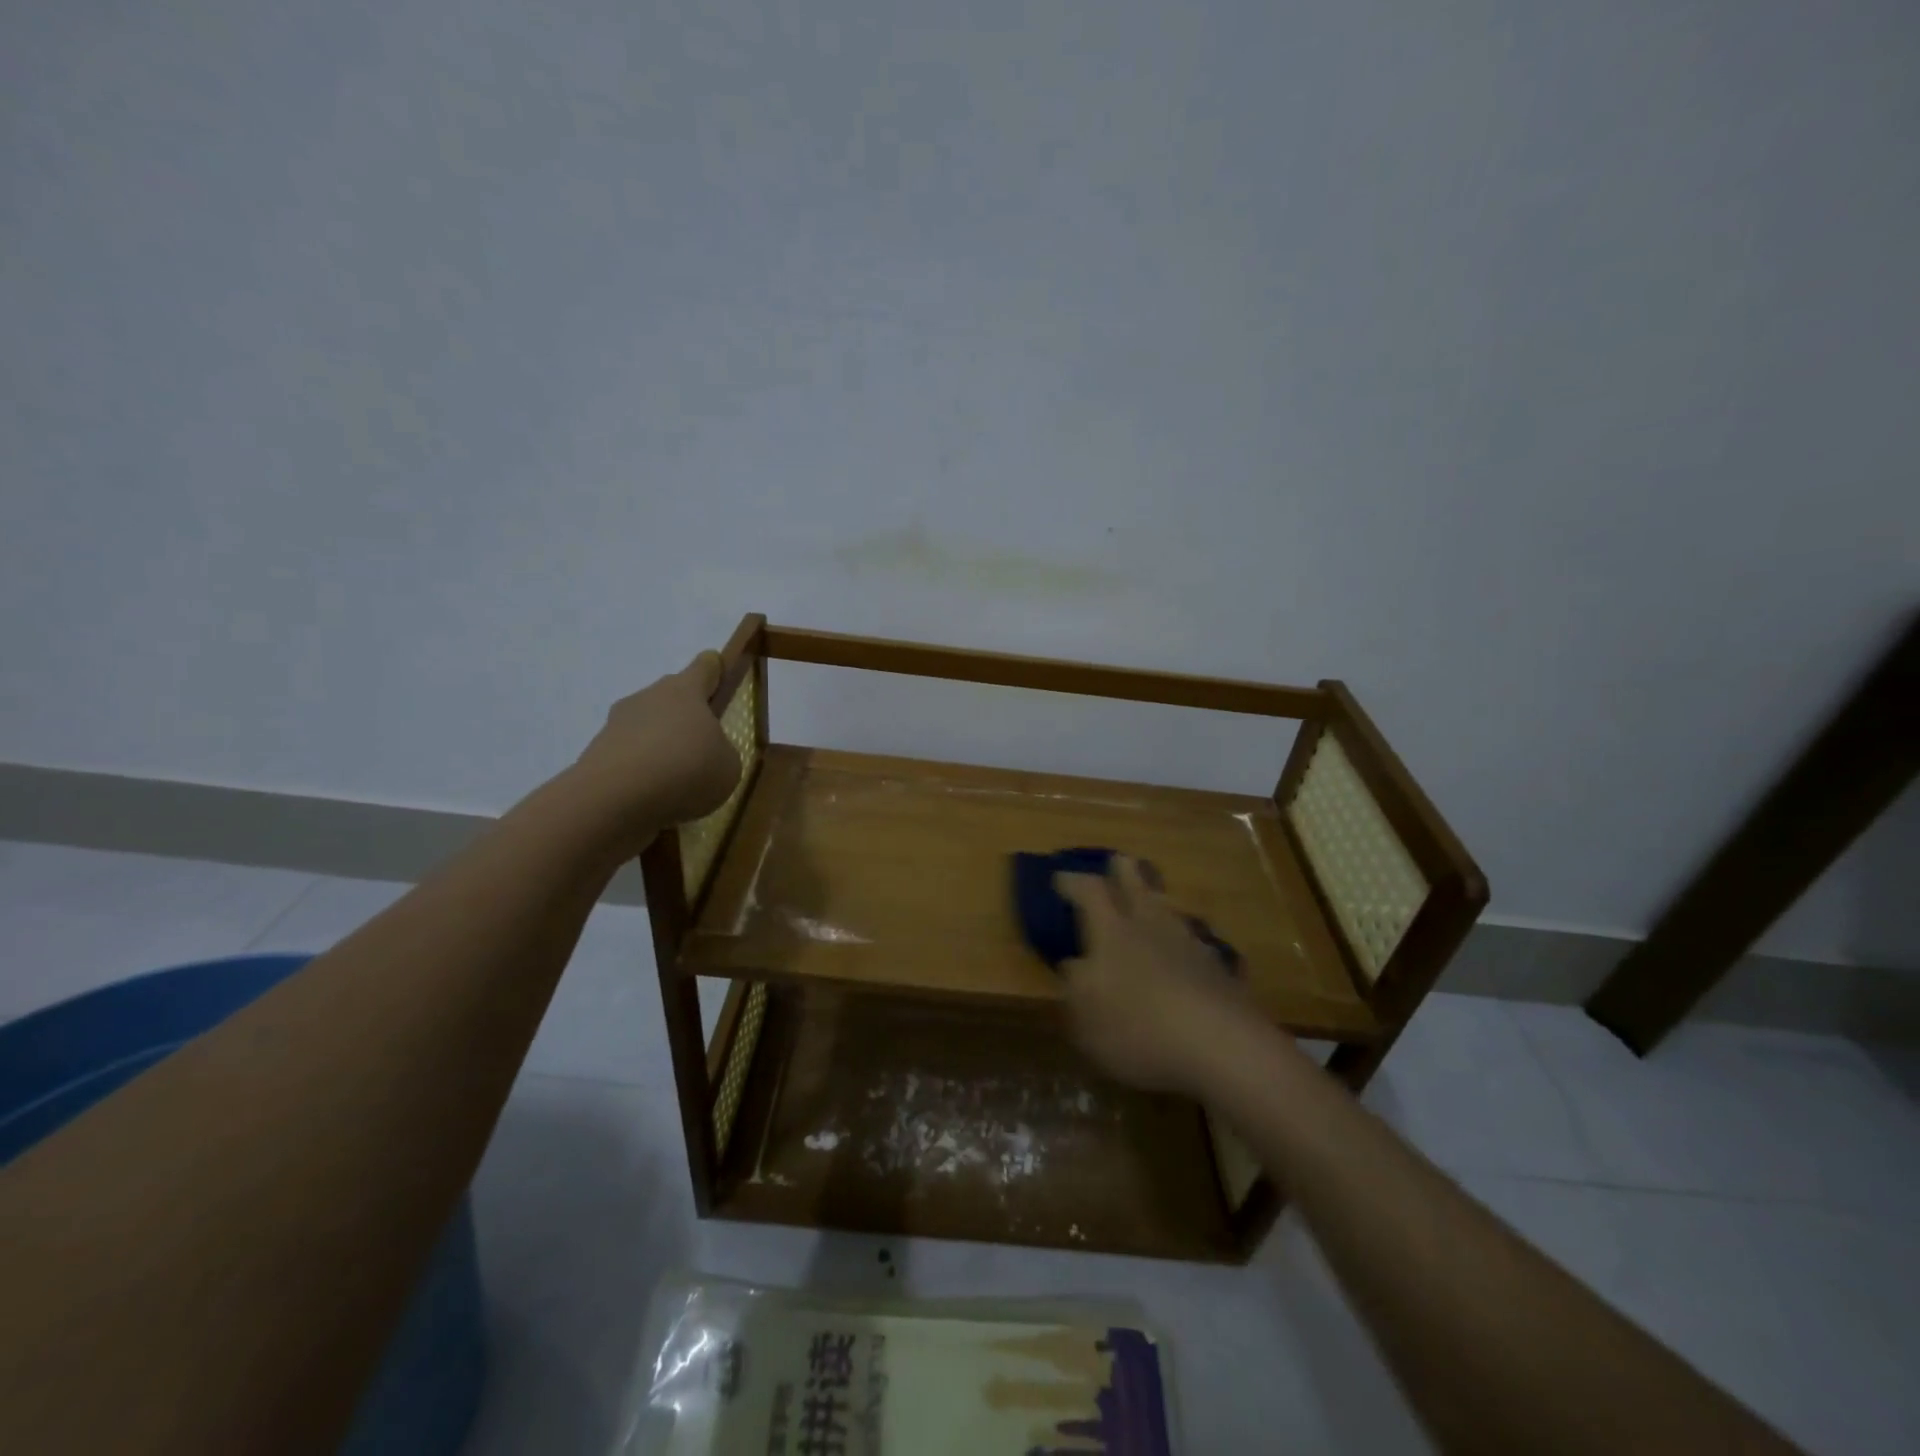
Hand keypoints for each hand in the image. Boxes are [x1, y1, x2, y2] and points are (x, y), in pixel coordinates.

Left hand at [574, 651, 741, 839]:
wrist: (614, 799)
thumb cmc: (686, 770)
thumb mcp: (728, 766)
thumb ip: (722, 752)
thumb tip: (707, 752)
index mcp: (685, 690)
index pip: (704, 666)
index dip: (715, 669)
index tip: (719, 673)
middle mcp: (649, 698)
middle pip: (672, 696)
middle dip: (687, 715)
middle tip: (703, 743)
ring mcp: (617, 724)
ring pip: (648, 726)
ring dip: (661, 744)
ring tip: (677, 779)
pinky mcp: (597, 752)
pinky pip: (629, 755)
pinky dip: (641, 770)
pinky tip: (653, 796)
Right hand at [1056, 856, 1257, 1094]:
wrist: (1221, 1046)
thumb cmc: (1138, 1026)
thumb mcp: (1084, 1014)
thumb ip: (1074, 984)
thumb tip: (1073, 963)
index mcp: (1112, 930)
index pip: (1089, 891)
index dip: (1072, 881)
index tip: (1059, 877)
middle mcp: (1151, 925)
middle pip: (1137, 884)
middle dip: (1123, 870)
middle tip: (1116, 862)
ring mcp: (1190, 944)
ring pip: (1169, 909)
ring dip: (1156, 902)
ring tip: (1150, 904)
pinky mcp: (1219, 969)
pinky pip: (1195, 942)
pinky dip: (1184, 941)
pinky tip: (1185, 953)